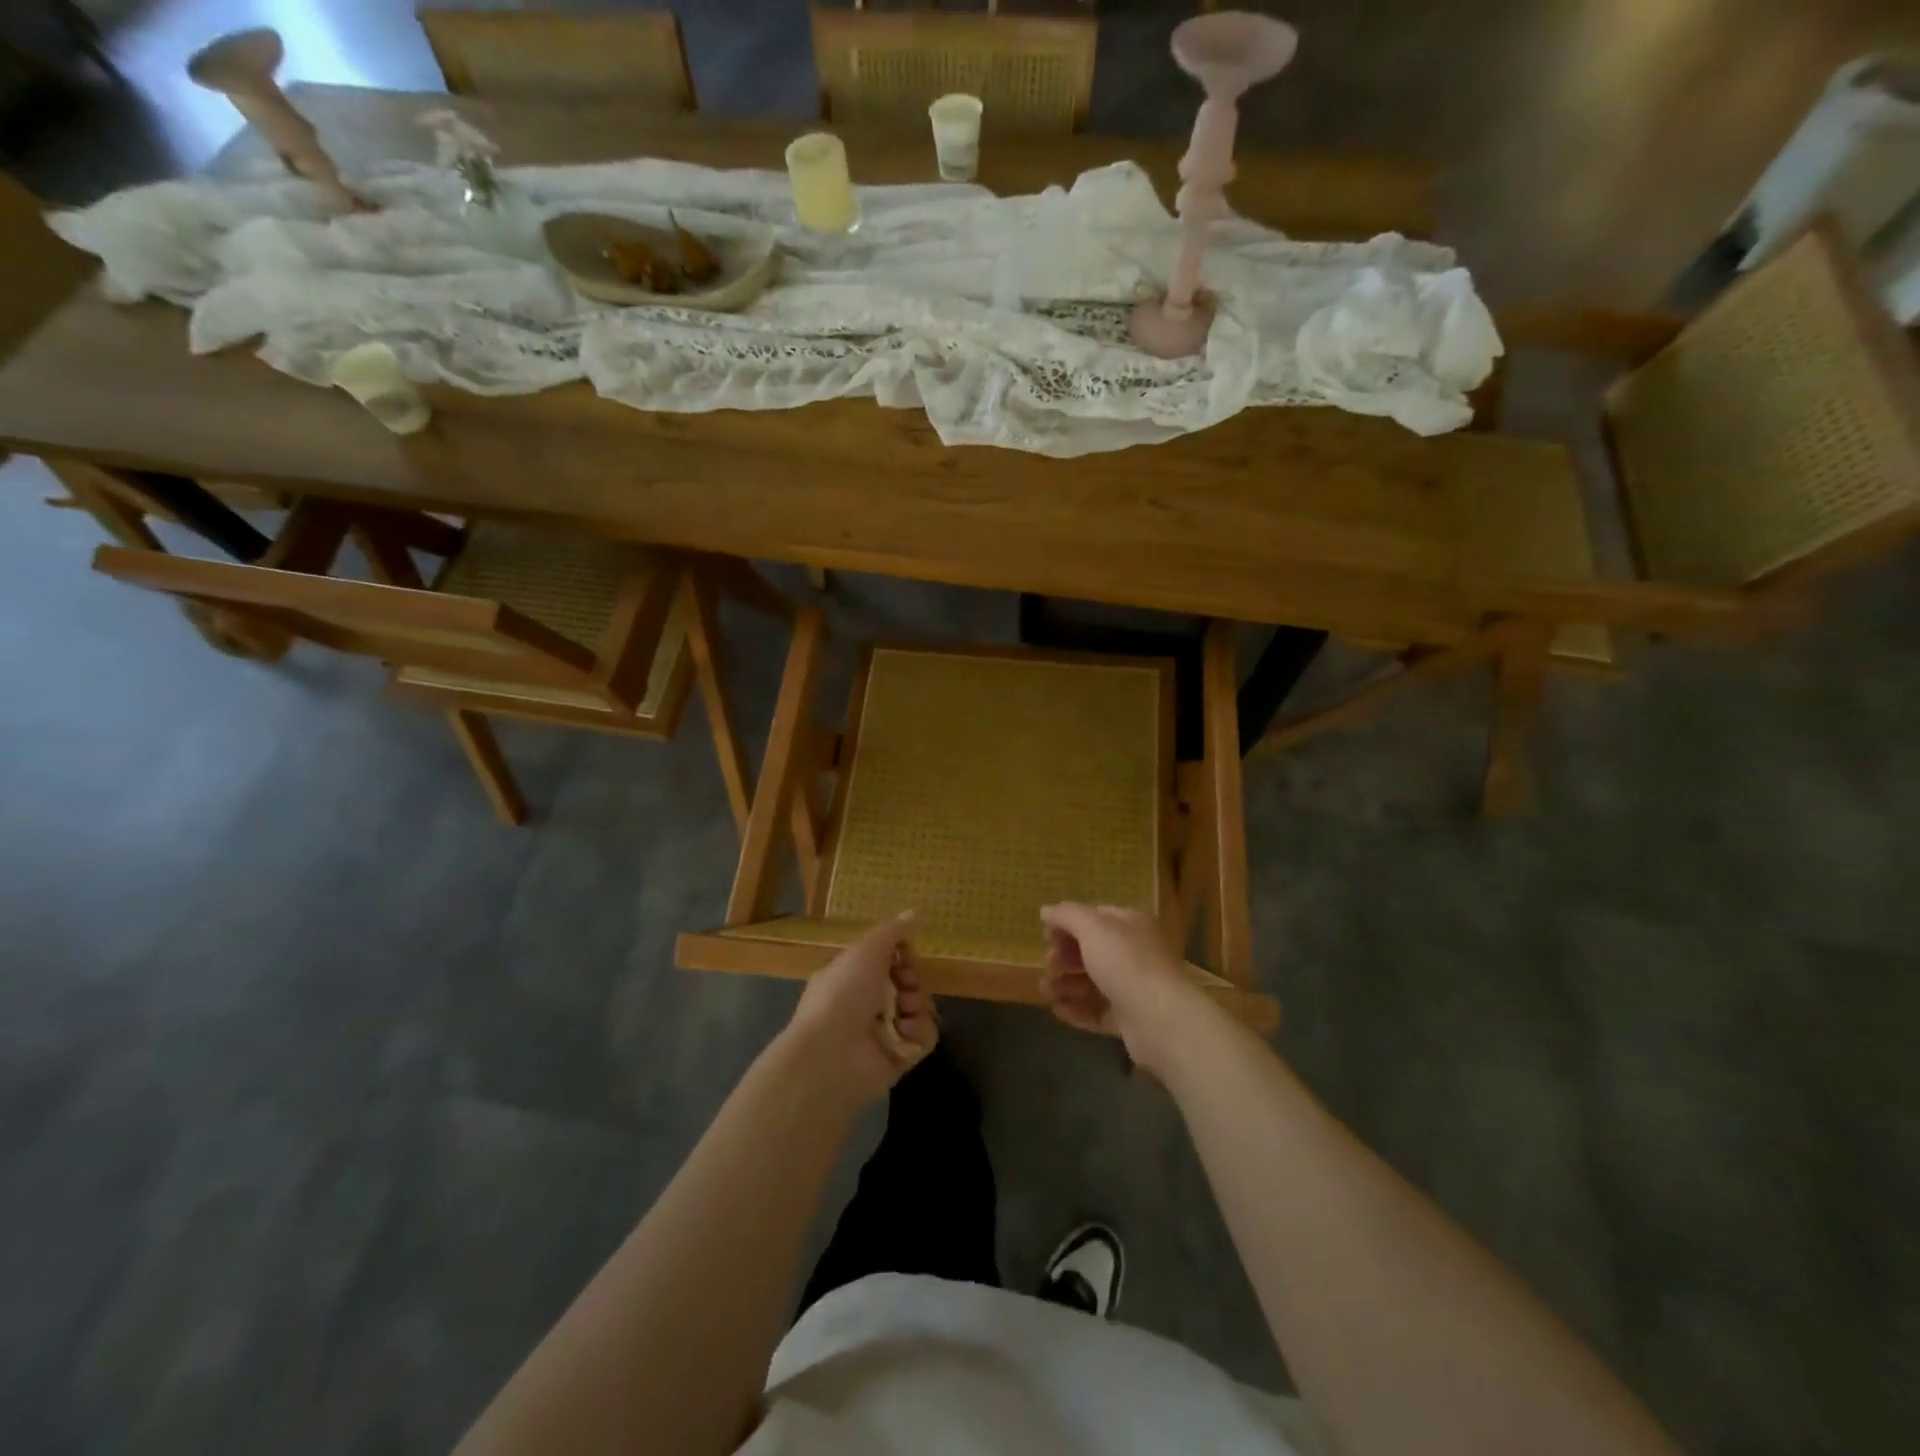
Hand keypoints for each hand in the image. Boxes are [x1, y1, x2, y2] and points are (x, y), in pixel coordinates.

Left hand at [785, 912, 937, 1104]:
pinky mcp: (899, 1058)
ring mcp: (884, 1032)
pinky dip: (919, 1033)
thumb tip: (912, 913)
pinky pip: (924, 1038)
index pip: (889, 961)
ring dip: (918, 1006)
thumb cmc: (844, 993)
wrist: (831, 1054)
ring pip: (920, 1009)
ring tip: (905, 1011)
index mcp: (853, 976)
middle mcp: (867, 1003)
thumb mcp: (865, 951)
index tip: (905, 955)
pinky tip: (905, 1032)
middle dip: (912, 981)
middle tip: (905, 985)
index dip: (902, 956)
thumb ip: (892, 932)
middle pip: (909, 984)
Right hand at [1040, 903, 1216, 1075]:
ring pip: (1092, 982)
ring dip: (1065, 984)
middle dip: (1065, 957)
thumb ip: (1067, 915)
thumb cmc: (1126, 963)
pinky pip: (1097, 1010)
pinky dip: (1076, 1009)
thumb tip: (1046, 910)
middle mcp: (1134, 952)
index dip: (1068, 924)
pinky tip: (1058, 1010)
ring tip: (1046, 991)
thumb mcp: (1092, 928)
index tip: (1046, 936)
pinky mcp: (1129, 1019)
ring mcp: (1132, 987)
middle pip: (1091, 951)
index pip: (1095, 917)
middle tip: (1049, 965)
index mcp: (1130, 925)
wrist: (1161, 1020)